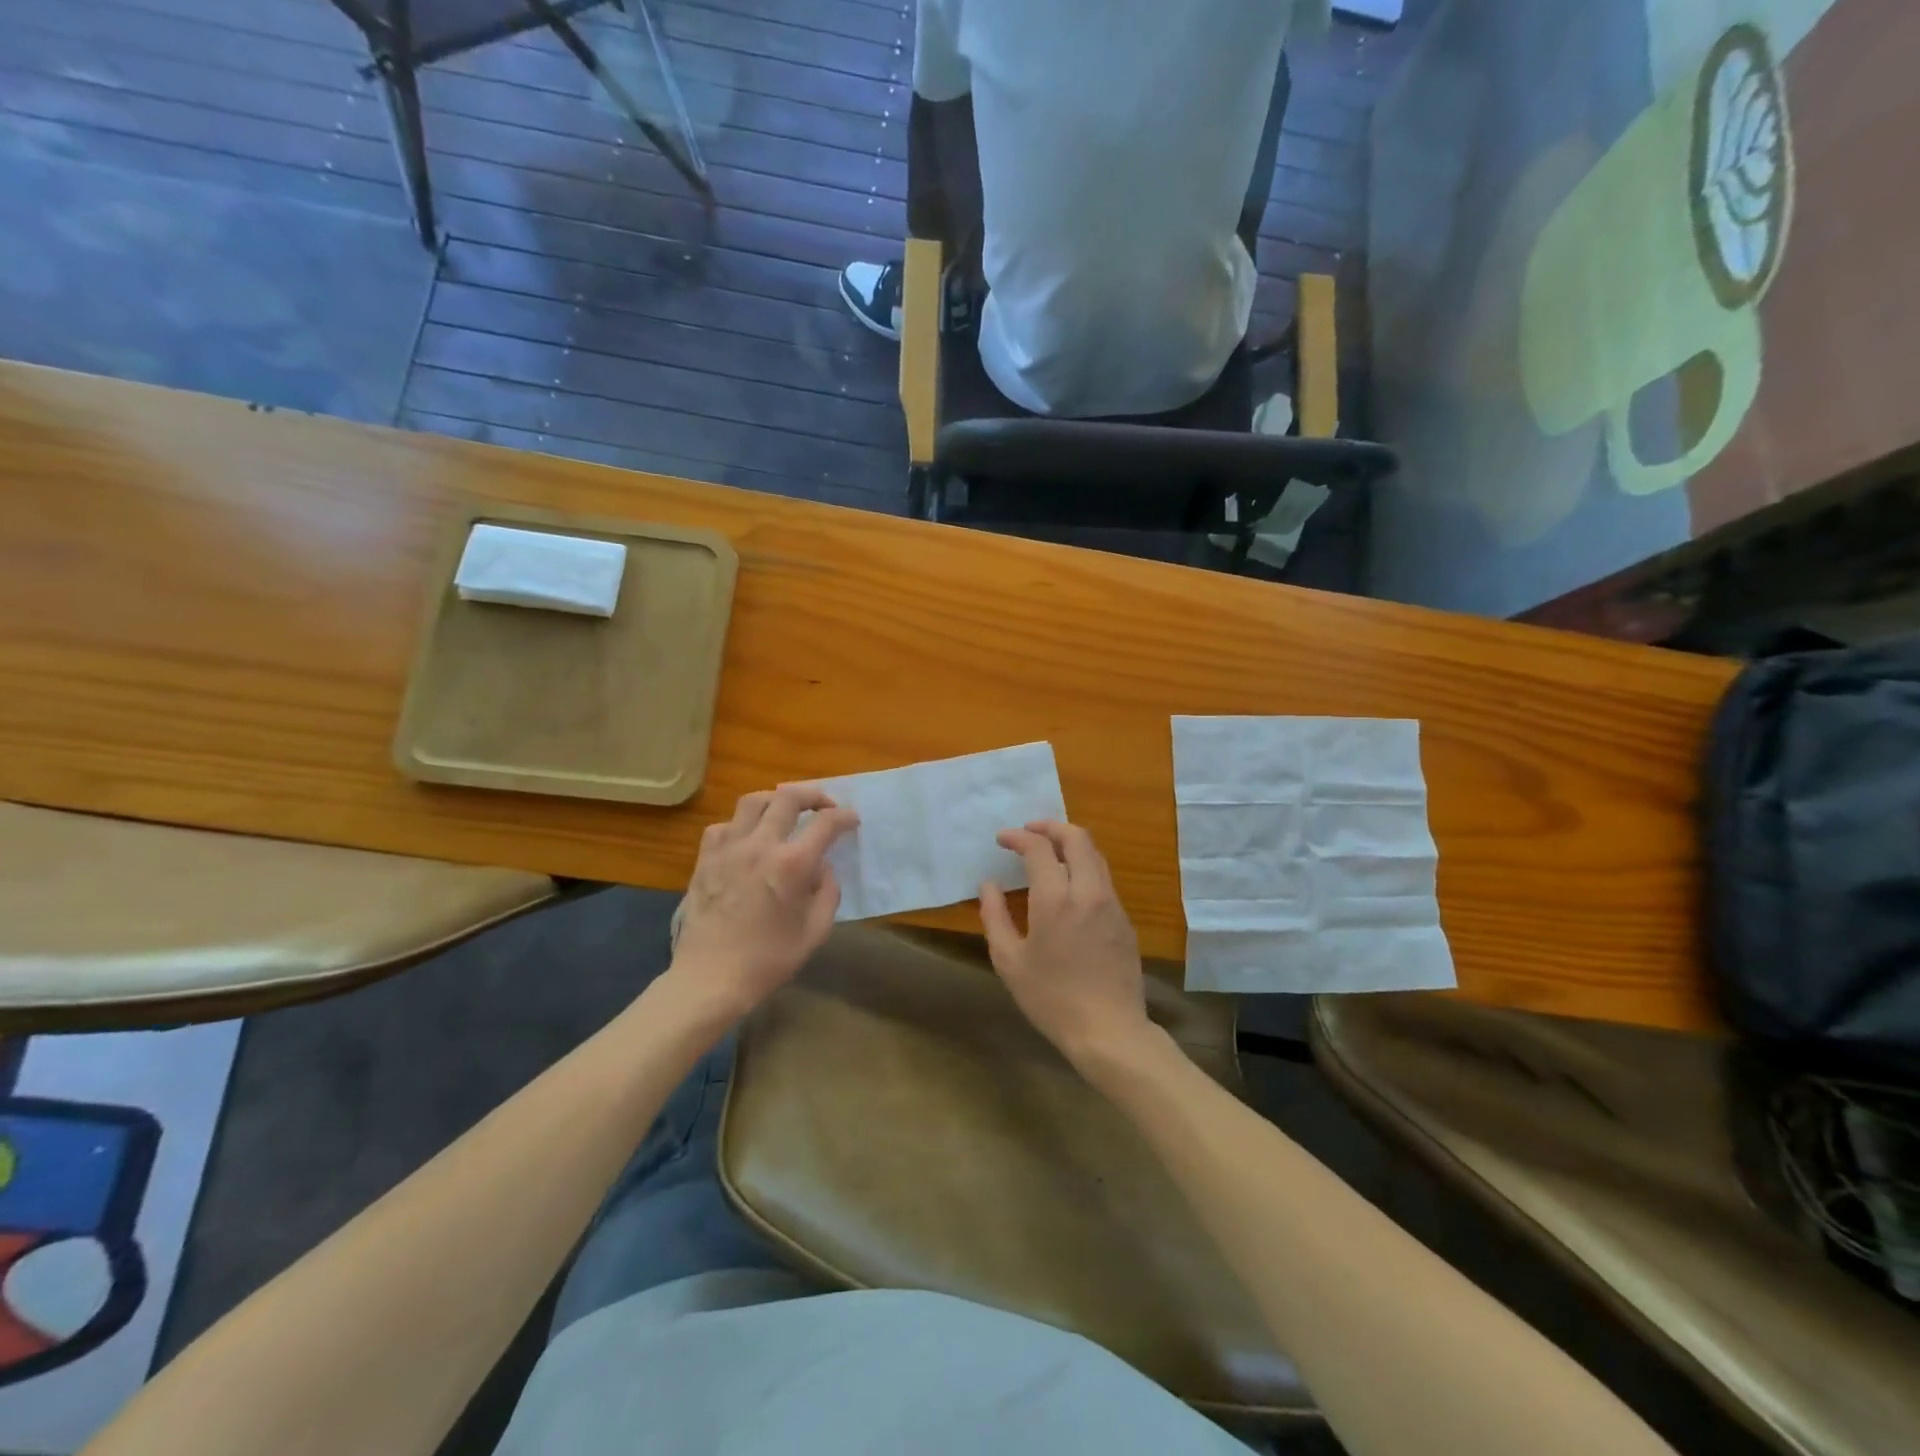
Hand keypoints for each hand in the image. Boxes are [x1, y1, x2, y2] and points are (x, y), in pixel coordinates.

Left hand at [669, 785, 858, 1017]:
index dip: (844, 817)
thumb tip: (823, 869)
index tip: (851, 821)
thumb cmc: (768, 960)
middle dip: (813, 794)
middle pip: (788, 797)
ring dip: (775, 800)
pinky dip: (741, 824)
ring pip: (753, 801)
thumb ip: (827, 893)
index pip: (826, 823)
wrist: (710, 978)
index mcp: (792, 864)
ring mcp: (728, 848)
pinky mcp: (705, 859)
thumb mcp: (815, 932)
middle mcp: (760, 845)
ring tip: (785, 811)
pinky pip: (724, 826)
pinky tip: (747, 839)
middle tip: (824, 805)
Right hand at [979, 820, 1151, 1068]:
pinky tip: (1069, 885)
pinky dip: (1084, 866)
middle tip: (1030, 831)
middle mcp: (1088, 891)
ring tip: (1049, 852)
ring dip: (1071, 843)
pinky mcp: (1125, 920)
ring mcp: (1112, 904)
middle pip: (1077, 837)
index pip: (1039, 848)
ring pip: (1095, 855)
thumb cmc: (1051, 998)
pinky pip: (1104, 878)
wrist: (1109, 1031)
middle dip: (1051, 826)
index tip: (1002, 839)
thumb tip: (989, 886)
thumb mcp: (1009, 961)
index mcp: (1056, 899)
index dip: (1018, 836)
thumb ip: (995, 916)